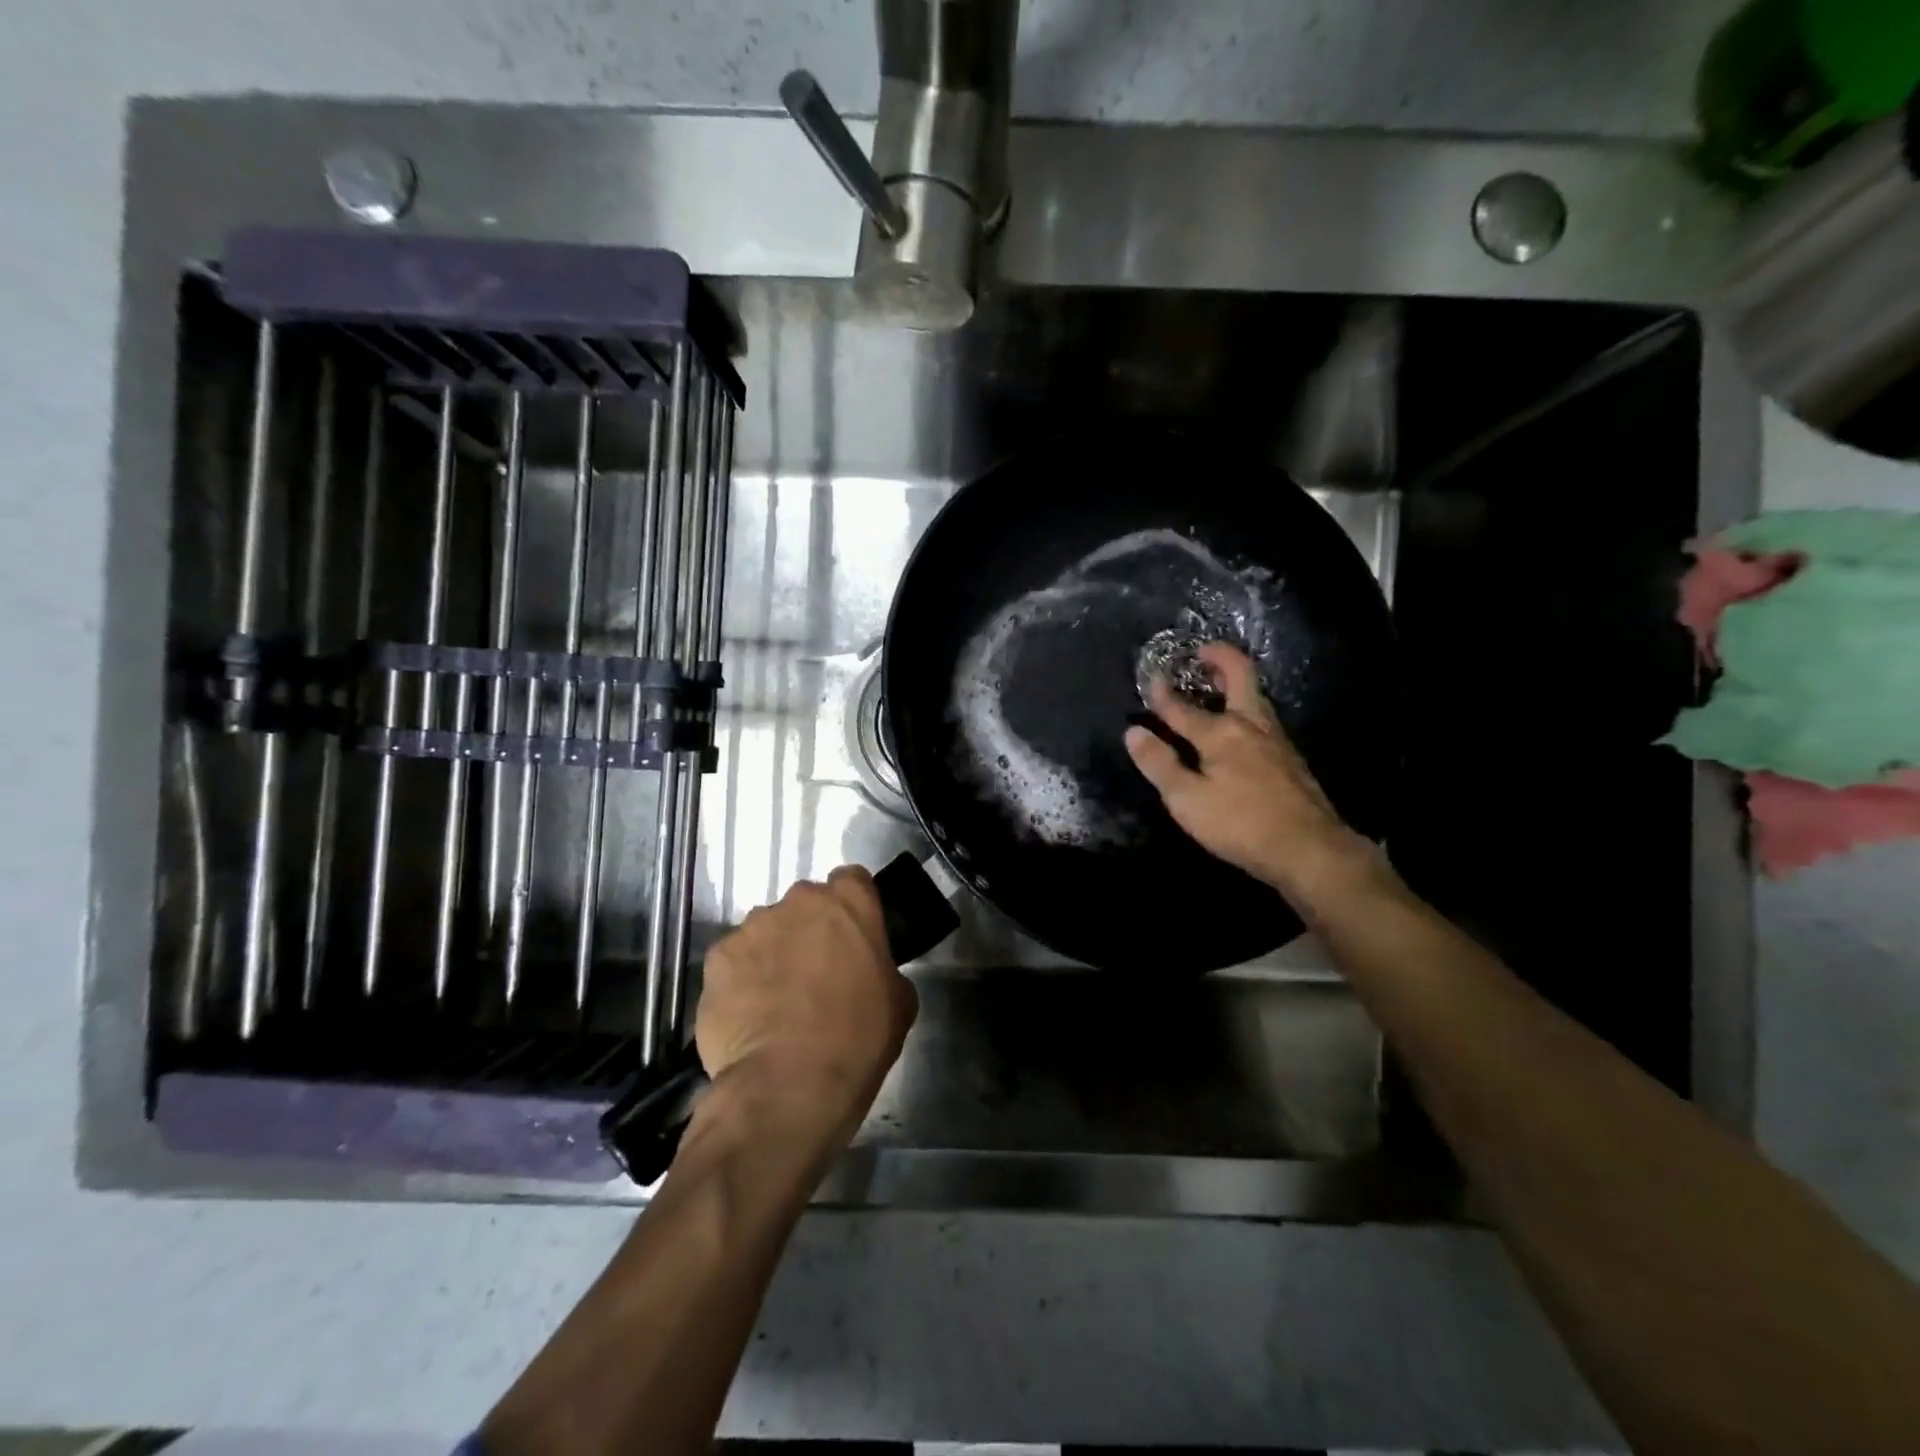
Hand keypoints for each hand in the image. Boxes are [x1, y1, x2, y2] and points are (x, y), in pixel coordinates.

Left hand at [694, 866, 917, 1149]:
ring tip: (776, 1000)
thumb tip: (869, 973)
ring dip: (773, 953)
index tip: (853, 937)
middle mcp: (798, 901)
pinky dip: (740, 980)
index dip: (852, 908)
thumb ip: (883, 968)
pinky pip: (733, 961)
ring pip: (766, 931)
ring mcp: (752, 927)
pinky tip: (748, 1016)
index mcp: (849, 902)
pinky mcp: (716, 958)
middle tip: (816, 972)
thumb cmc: (858, 1038)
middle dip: (809, 929)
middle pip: (805, 904)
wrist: (789, 1084)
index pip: (852, 880)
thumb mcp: (899, 1002)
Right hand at [1123, 642, 1380, 910]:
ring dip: (1235, 683)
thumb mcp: (1187, 800)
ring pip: (1255, 698)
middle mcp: (1251, 726)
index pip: (1183, 708)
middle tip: (1202, 652)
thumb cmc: (1240, 824)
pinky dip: (1246, 708)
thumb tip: (1133, 731)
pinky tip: (1240, 728)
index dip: (1162, 694)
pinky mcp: (1290, 759)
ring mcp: (1276, 741)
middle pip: (1239, 678)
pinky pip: (1263, 719)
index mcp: (1220, 733)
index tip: (1151, 679)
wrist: (1310, 849)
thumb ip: (1159, 764)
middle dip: (1220, 658)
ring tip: (1216, 684)